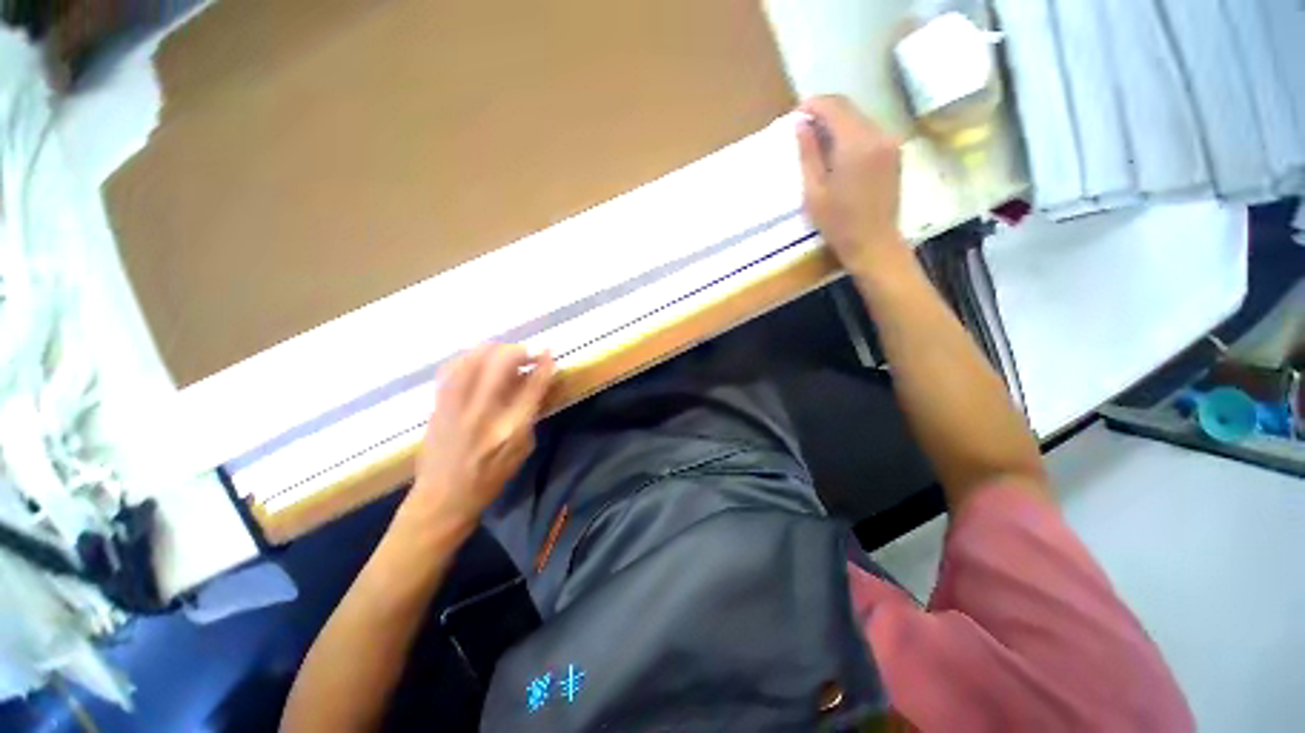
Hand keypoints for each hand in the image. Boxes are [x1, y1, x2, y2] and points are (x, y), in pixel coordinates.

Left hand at [402, 344, 554, 533]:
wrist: (443, 497)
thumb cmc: (491, 477)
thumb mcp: (523, 449)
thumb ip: (530, 413)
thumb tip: (534, 383)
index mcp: (510, 428)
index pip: (532, 385)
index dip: (543, 364)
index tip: (548, 351)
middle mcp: (483, 412)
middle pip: (501, 363)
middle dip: (518, 350)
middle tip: (526, 353)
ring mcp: (456, 406)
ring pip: (473, 359)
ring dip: (493, 349)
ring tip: (503, 352)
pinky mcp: (438, 404)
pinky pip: (452, 368)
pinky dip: (468, 357)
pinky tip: (476, 359)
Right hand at [796, 95, 905, 276]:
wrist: (874, 243)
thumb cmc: (838, 223)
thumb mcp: (814, 192)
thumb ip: (808, 154)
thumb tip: (801, 125)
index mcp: (856, 144)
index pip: (834, 106)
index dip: (813, 105)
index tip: (796, 115)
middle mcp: (878, 134)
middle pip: (849, 108)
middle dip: (825, 112)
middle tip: (803, 128)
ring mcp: (890, 142)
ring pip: (860, 119)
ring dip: (838, 123)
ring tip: (818, 142)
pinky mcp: (894, 152)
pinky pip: (869, 132)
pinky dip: (851, 134)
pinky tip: (838, 152)